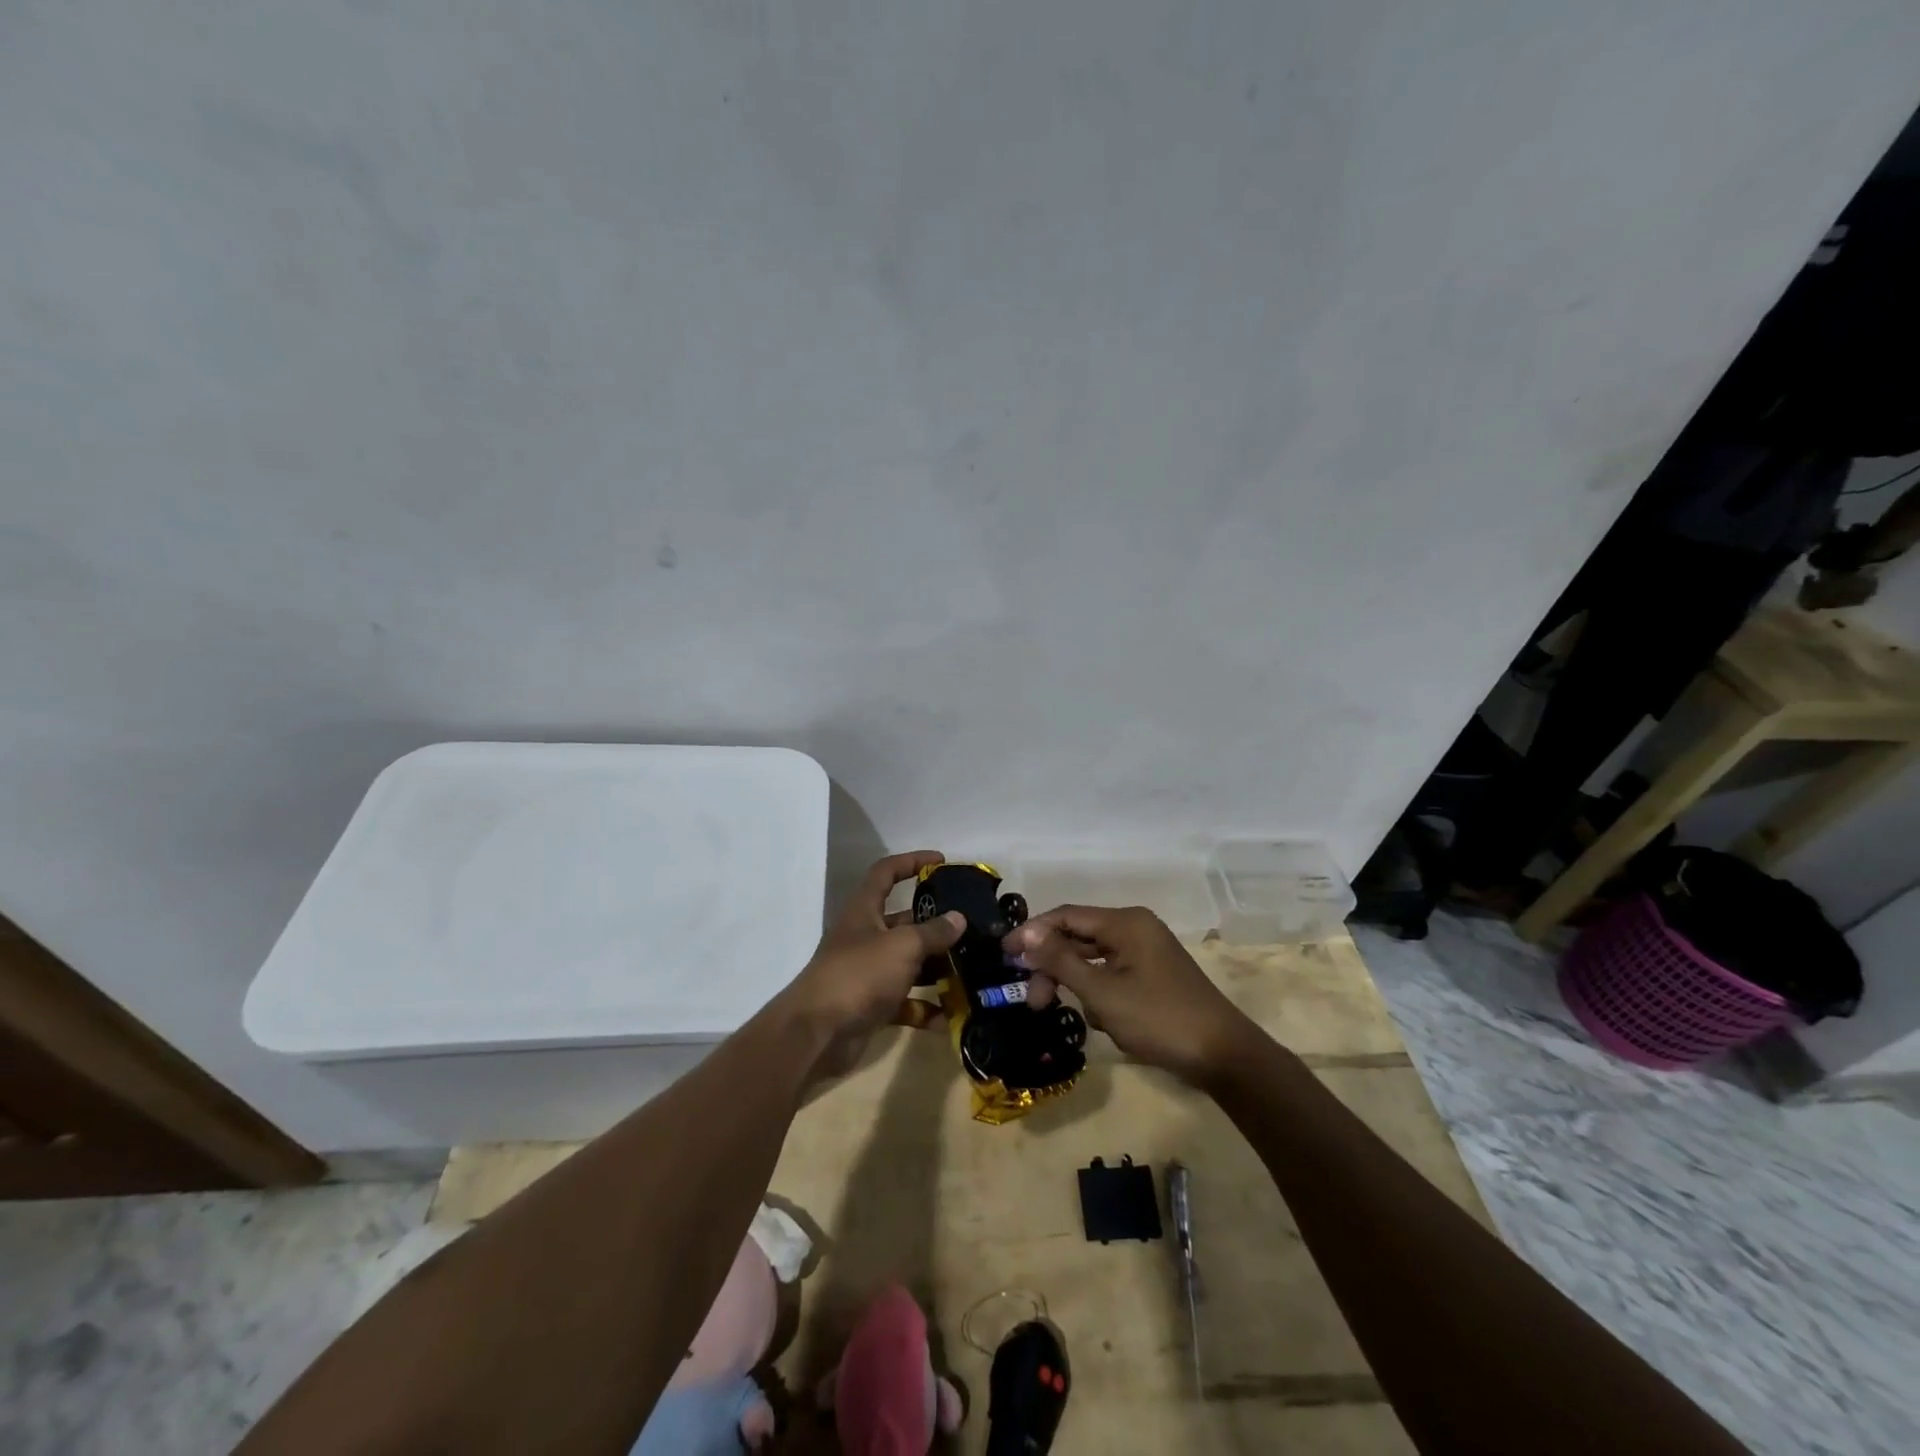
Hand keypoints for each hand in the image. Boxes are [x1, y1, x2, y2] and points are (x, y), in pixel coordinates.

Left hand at [778, 851, 963, 1075]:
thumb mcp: (902, 946)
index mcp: (865, 911)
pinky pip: (904, 1002)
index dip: (912, 862)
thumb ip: (933, 932)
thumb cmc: (859, 975)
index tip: (941, 862)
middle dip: (935, 925)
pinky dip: (924, 1009)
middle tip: (970, 930)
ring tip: (970, 972)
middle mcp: (865, 936)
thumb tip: (958, 918)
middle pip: (904, 921)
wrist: (816, 1034)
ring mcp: (867, 972)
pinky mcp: (871, 1005)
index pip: (886, 872)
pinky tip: (949, 1019)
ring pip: (908, 963)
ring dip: (935, 969)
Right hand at [1006, 906, 1261, 1084]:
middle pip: (1078, 938)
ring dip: (1074, 984)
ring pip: (1093, 959)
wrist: (1223, 1055)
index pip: (1066, 916)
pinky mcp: (1152, 976)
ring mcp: (1146, 952)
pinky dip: (1098, 993)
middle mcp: (1135, 929)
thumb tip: (1025, 936)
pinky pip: (1111, 975)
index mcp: (1125, 923)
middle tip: (1033, 1000)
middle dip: (1052, 967)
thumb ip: (1060, 961)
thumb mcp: (1102, 992)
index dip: (1032, 933)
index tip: (1004, 954)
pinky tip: (1102, 1021)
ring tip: (1063, 1012)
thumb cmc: (1159, 1018)